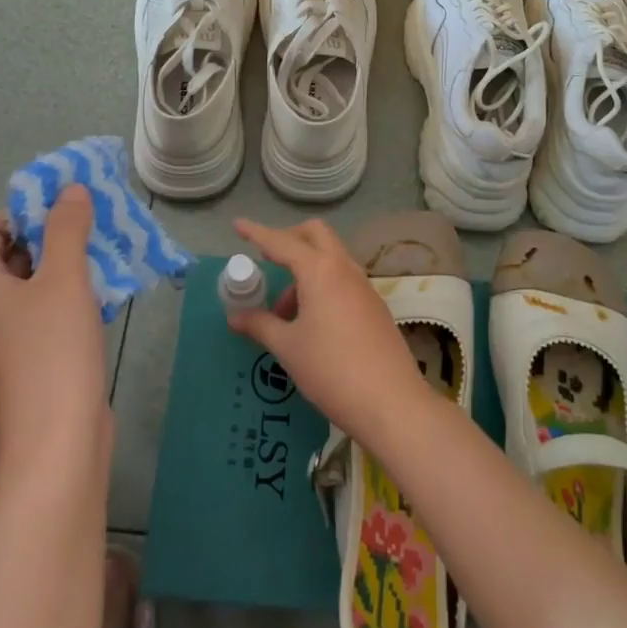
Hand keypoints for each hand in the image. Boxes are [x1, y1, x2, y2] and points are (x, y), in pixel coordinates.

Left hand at [0, 185, 108, 463]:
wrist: (57, 439)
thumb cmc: (53, 349)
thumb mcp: (64, 277)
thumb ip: (67, 228)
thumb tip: (70, 190)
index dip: (23, 211)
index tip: (65, 202)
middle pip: (12, 257)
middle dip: (52, 234)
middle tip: (93, 219)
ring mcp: (8, 340)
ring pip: (35, 286)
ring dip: (68, 264)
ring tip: (107, 248)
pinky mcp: (32, 361)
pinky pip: (48, 314)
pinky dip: (72, 296)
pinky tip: (108, 292)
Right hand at [227, 217, 431, 444]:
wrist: (390, 403)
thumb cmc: (331, 370)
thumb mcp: (288, 348)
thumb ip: (260, 325)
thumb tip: (236, 317)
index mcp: (320, 271)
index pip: (282, 242)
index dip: (257, 233)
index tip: (238, 225)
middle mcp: (344, 269)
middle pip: (316, 235)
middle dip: (289, 239)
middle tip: (267, 261)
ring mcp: (364, 286)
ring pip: (331, 258)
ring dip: (305, 270)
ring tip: (284, 312)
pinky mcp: (375, 306)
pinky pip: (343, 280)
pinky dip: (323, 286)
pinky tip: (311, 322)